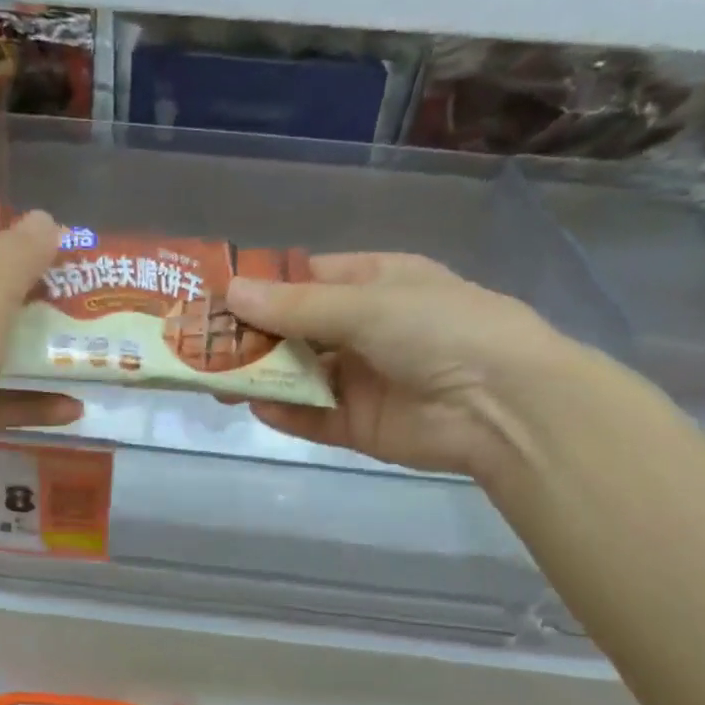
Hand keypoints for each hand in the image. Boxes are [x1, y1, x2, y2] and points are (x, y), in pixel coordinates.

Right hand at [226, 251, 577, 479]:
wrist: (502, 405)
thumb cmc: (439, 329)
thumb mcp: (366, 304)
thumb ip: (296, 307)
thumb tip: (232, 293)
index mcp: (376, 283)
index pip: (306, 280)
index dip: (262, 288)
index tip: (216, 298)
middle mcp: (366, 329)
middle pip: (295, 331)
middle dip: (252, 338)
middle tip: (201, 346)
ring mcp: (362, 379)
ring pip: (299, 375)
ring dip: (261, 376)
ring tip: (216, 381)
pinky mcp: (360, 425)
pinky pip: (314, 416)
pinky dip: (287, 412)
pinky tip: (258, 406)